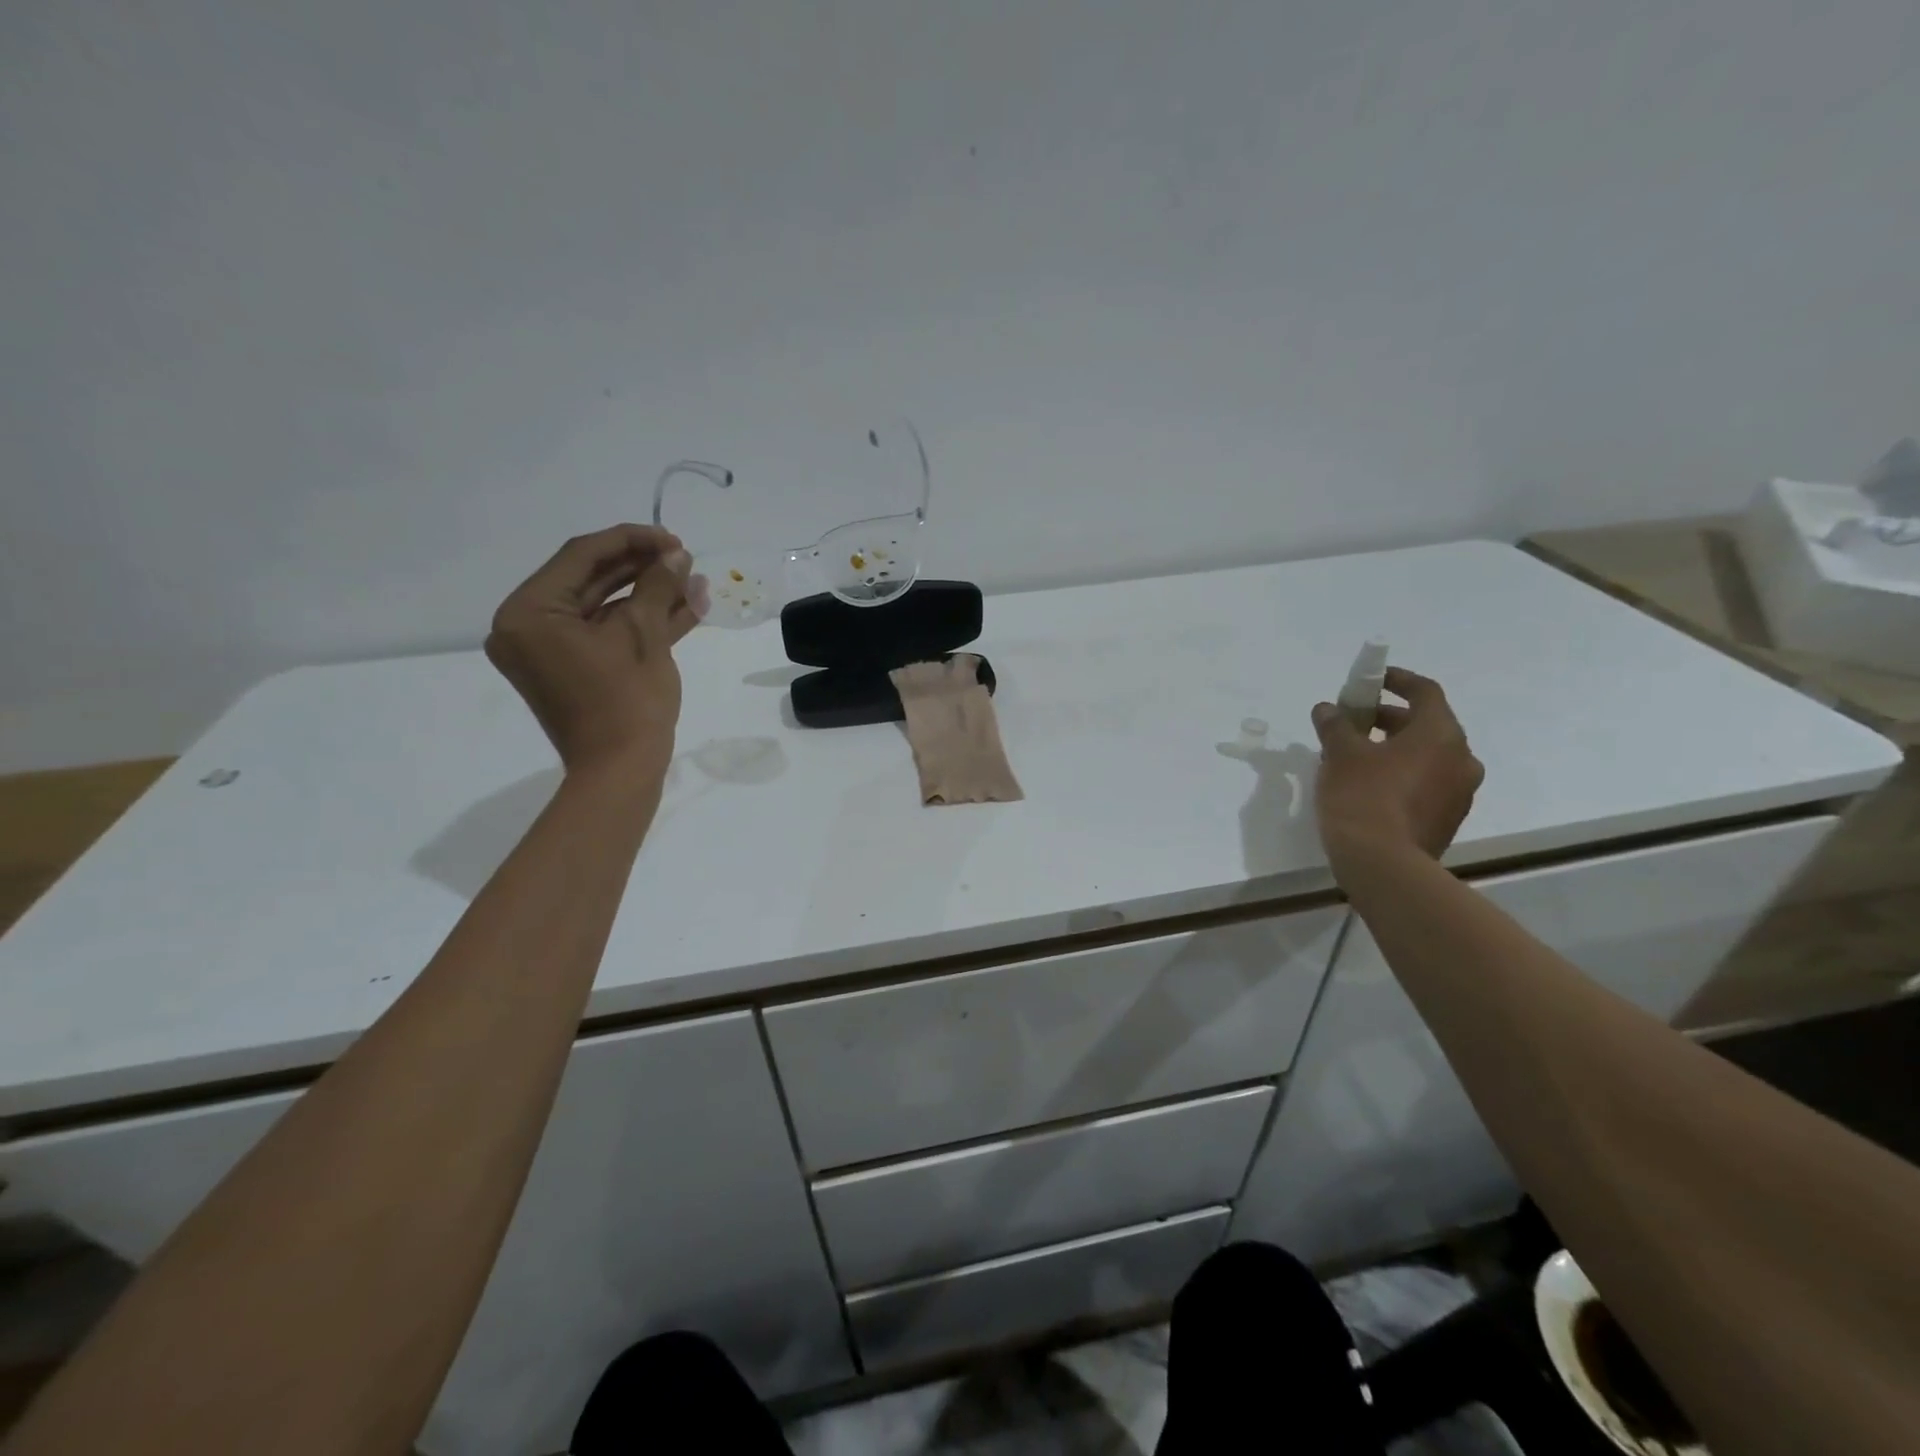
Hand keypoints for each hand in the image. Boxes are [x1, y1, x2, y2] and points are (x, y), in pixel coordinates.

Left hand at [485, 525, 696, 777]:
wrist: (621, 773)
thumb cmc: (625, 701)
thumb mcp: (644, 636)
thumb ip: (658, 587)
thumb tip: (676, 555)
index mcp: (528, 613)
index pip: (581, 557)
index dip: (631, 541)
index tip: (672, 538)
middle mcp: (529, 627)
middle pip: (592, 581)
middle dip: (643, 568)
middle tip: (684, 556)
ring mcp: (552, 651)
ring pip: (605, 609)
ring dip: (650, 594)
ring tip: (693, 579)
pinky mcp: (576, 669)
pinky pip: (607, 635)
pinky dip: (642, 623)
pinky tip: (686, 606)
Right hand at [1310, 667, 1483, 882]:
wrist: (1383, 865)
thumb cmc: (1363, 797)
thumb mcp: (1341, 754)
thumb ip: (1335, 726)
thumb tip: (1327, 709)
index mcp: (1441, 735)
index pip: (1425, 692)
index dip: (1397, 680)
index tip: (1372, 680)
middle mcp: (1461, 759)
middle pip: (1426, 725)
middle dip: (1389, 718)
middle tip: (1354, 722)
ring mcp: (1459, 793)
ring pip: (1427, 757)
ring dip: (1394, 749)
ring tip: (1355, 756)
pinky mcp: (1447, 819)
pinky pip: (1426, 783)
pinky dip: (1401, 774)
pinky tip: (1368, 785)